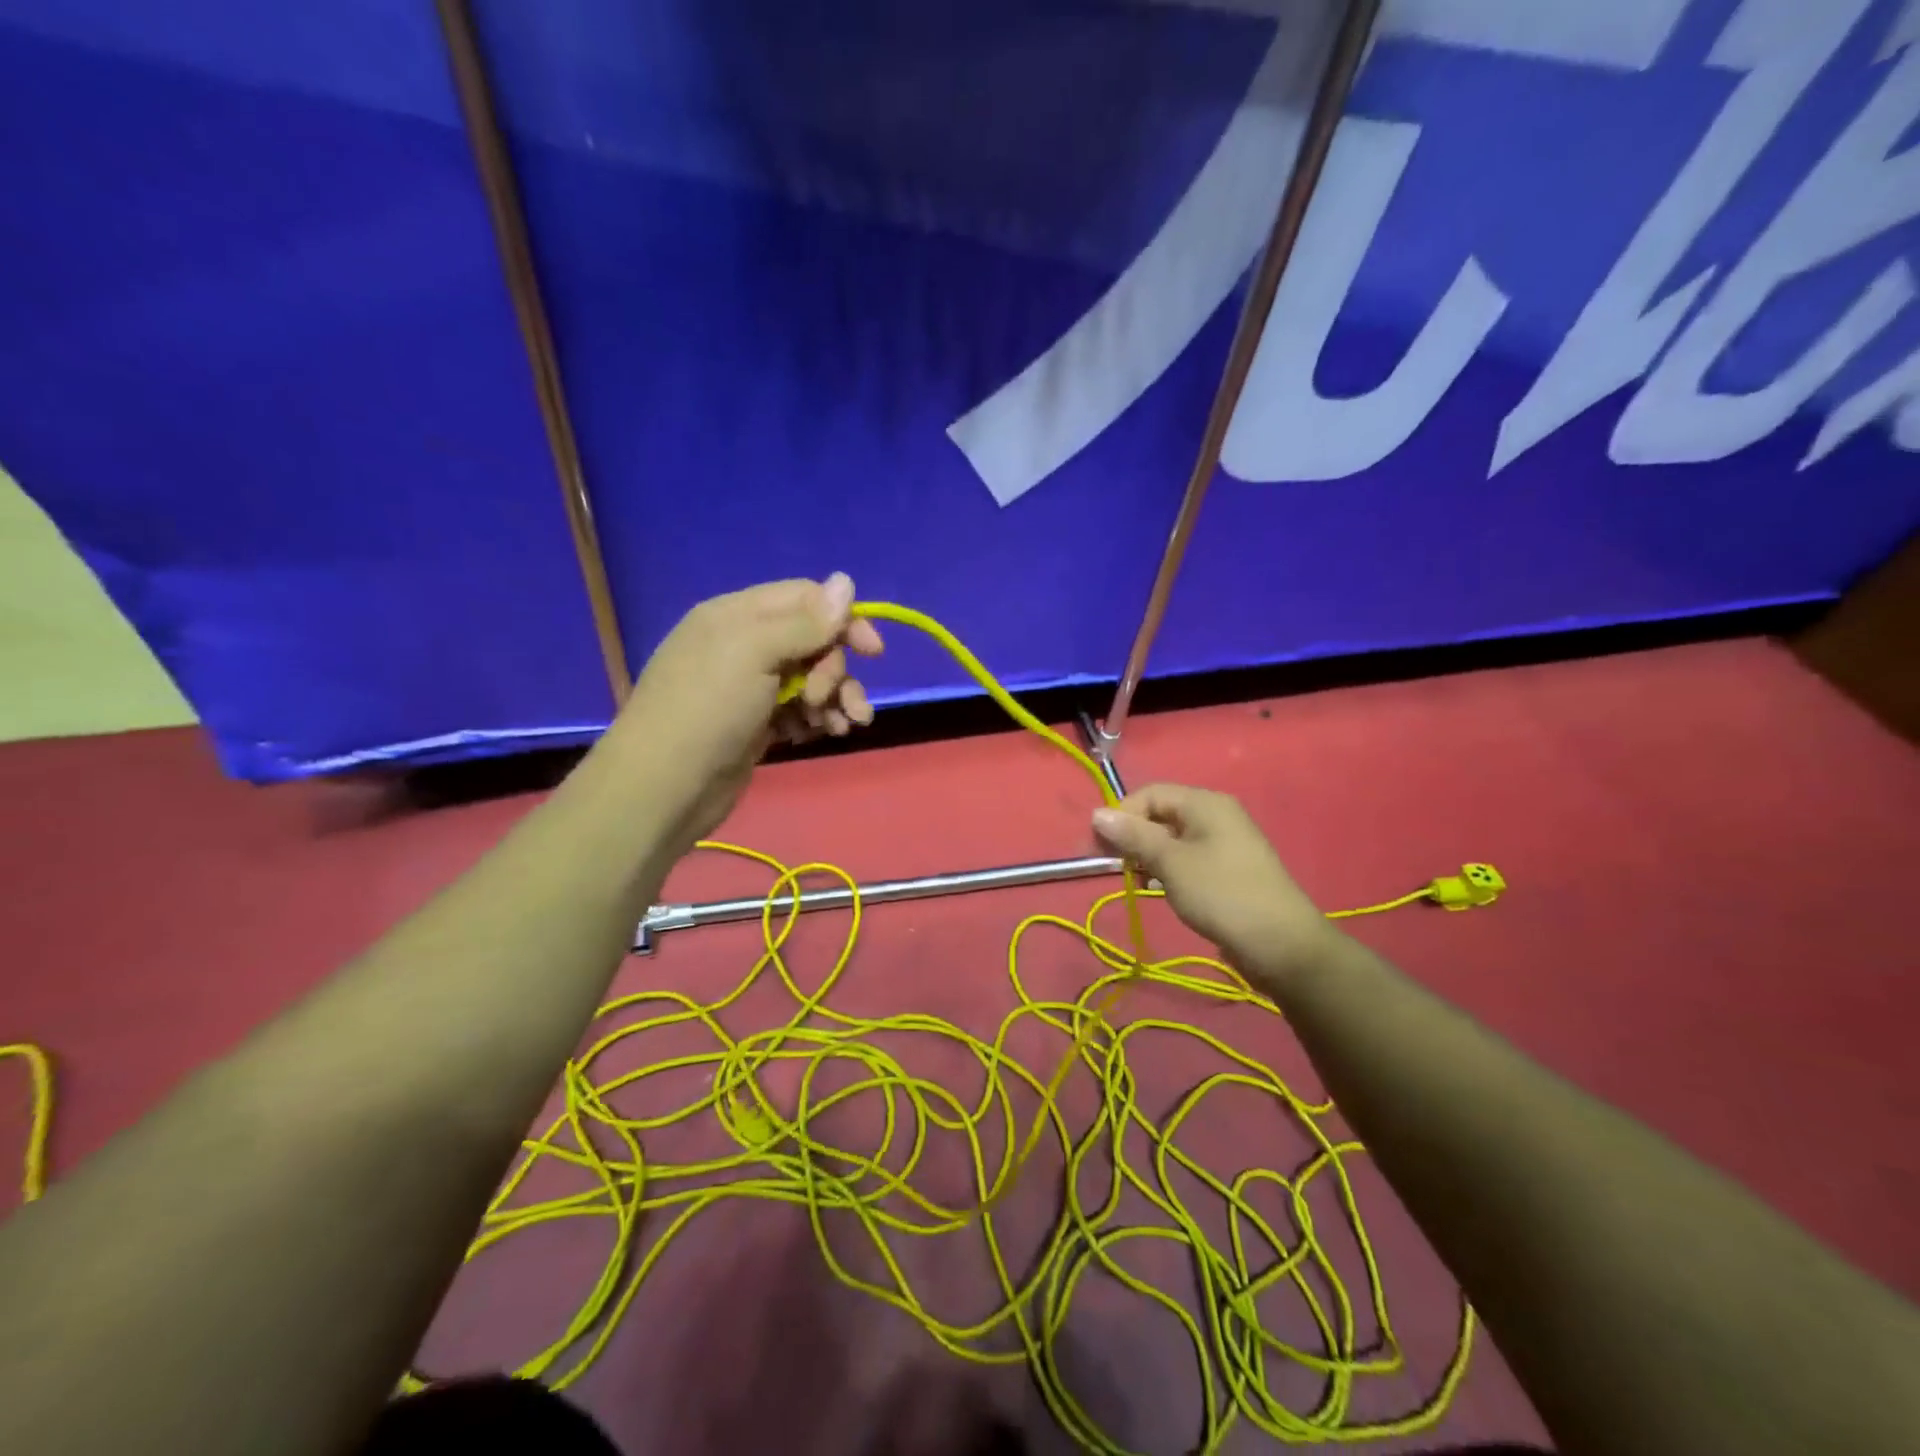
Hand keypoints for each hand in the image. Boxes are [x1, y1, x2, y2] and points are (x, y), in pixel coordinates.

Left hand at [611, 573, 882, 850]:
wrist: (664, 787)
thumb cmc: (708, 709)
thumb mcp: (755, 653)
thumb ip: (805, 622)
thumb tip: (847, 580)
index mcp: (737, 615)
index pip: (805, 598)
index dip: (843, 620)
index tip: (874, 651)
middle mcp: (744, 644)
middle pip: (813, 641)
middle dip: (834, 670)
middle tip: (826, 699)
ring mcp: (750, 686)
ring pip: (811, 679)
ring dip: (836, 698)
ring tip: (845, 726)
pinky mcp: (756, 723)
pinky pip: (800, 709)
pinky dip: (818, 719)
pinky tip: (826, 735)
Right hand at [1092, 784, 1342, 986]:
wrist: (1281, 945)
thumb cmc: (1221, 895)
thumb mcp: (1171, 863)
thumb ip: (1133, 836)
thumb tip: (1097, 813)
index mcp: (1205, 803)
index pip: (1149, 794)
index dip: (1121, 815)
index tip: (1100, 848)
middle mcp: (1215, 815)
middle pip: (1160, 814)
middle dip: (1132, 836)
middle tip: (1112, 866)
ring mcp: (1223, 843)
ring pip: (1171, 838)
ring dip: (1147, 855)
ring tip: (1134, 880)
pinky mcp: (1227, 869)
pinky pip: (1186, 858)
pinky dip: (1167, 868)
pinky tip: (1157, 889)